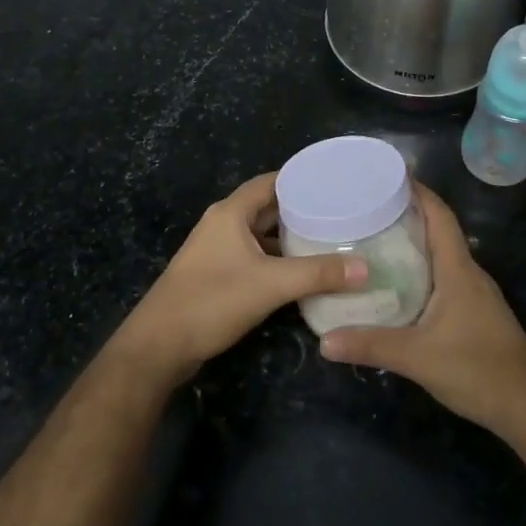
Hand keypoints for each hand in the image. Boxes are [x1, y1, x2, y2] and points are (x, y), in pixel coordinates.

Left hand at [116, 172, 366, 382]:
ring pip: (261, 236)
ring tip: (330, 242)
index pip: (271, 182)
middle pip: (267, 208)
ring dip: (289, 239)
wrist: (159, 345)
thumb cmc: (212, 301)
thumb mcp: (271, 285)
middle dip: (302, 211)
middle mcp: (223, 224)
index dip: (302, 180)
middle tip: (342, 215)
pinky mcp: (216, 276)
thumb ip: (318, 274)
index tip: (336, 184)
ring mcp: (217, 251)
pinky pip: (254, 258)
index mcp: (230, 212)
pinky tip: (302, 273)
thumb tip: (366, 268)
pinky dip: (277, 260)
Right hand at [319, 184, 525, 449]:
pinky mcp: (476, 314)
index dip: (418, 192)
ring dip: (414, 243)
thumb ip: (370, 345)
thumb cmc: (478, 370)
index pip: (440, 216)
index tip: (388, 175)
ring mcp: (475, 295)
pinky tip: (398, 284)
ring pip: (442, 256)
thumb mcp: (417, 357)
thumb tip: (323, 340)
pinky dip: (421, 270)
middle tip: (368, 208)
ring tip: (375, 240)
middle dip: (407, 214)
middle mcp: (469, 274)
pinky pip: (445, 278)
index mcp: (458, 270)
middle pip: (439, 231)